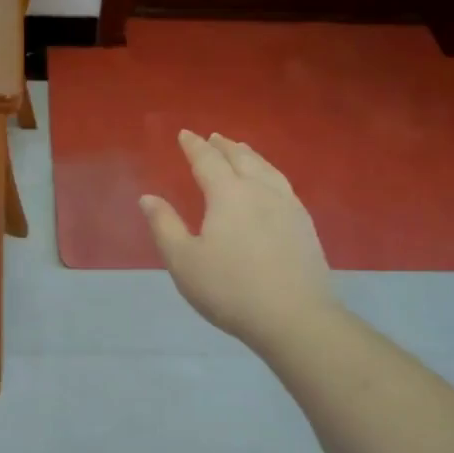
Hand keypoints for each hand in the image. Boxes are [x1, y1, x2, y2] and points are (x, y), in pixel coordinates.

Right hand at [140, 130, 335, 353]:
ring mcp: (288, 206)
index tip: (185, 134)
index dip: (194, 146)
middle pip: (242, 159)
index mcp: (228, 194)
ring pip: (267, 169)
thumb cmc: (230, 289)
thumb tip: (148, 197)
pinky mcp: (305, 225)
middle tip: (214, 137)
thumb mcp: (183, 261)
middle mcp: (260, 191)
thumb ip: (164, 226)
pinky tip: (271, 185)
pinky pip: (284, 185)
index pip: (208, 161)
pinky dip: (270, 174)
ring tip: (242, 151)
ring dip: (250, 156)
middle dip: (224, 146)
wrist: (294, 317)